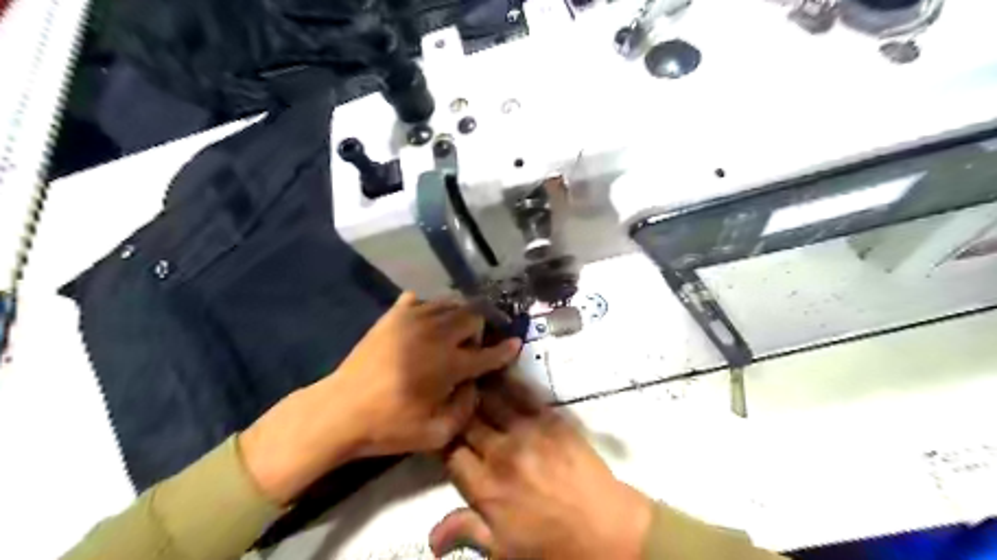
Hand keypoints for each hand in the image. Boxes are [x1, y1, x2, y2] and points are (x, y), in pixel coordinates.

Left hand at [241, 295, 522, 505]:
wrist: (340, 411)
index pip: (488, 352)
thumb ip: (466, 408)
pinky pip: (421, 300)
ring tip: (452, 334)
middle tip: (473, 345)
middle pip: (473, 314)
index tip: (515, 343)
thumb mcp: (436, 434)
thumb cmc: (389, 426)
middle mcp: (436, 334)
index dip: (505, 349)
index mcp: (449, 364)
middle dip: (480, 328)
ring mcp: (412, 319)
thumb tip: (475, 385)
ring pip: (450, 302)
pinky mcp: (393, 315)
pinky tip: (425, 325)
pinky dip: (430, 310)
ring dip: (458, 316)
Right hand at [431, 376, 656, 558]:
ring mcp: (527, 432)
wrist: (607, 529)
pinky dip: (508, 381)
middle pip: (467, 422)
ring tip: (467, 376)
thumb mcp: (504, 550)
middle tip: (449, 398)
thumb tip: (429, 537)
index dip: (441, 439)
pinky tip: (499, 369)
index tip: (440, 431)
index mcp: (485, 488)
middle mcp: (501, 453)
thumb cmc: (553, 545)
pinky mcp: (551, 419)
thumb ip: (467, 531)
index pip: (450, 452)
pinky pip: (524, 394)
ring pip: (491, 401)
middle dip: (456, 410)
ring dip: (476, 389)